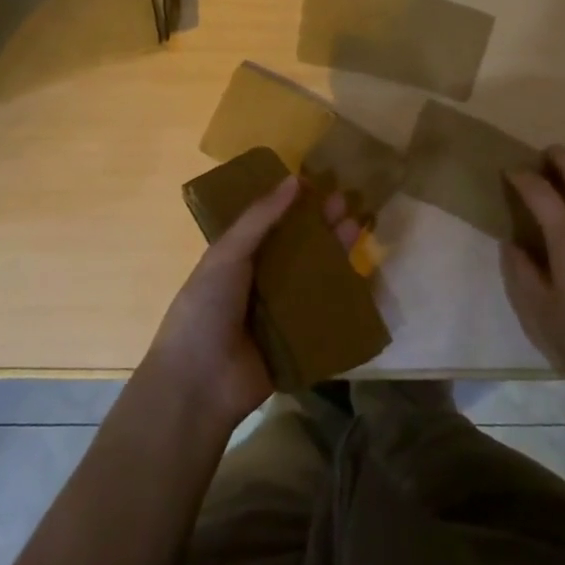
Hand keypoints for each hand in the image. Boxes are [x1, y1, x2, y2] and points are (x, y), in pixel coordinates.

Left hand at [145, 177, 362, 429]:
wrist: (199, 384)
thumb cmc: (206, 309)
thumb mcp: (227, 255)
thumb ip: (259, 218)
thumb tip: (295, 179)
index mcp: (237, 259)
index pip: (271, 224)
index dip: (294, 205)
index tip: (321, 184)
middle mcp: (260, 282)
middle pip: (298, 248)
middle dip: (321, 226)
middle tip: (347, 203)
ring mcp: (280, 313)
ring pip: (314, 277)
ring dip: (335, 254)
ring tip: (359, 227)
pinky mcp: (299, 341)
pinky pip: (324, 314)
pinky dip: (342, 297)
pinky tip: (365, 276)